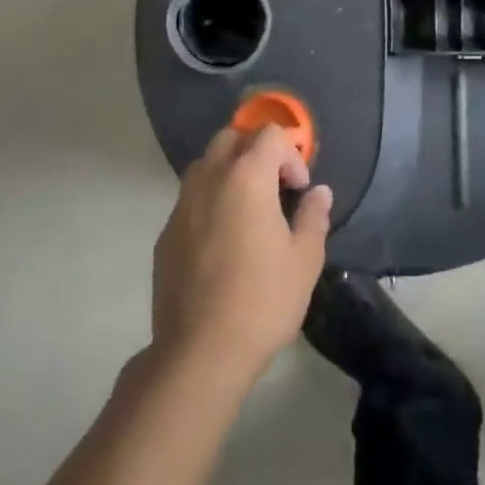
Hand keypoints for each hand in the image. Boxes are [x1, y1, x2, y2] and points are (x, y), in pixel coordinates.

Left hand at [151, 126, 332, 385]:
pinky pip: (190, 199)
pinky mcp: (166, 233)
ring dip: (229, 172)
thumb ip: (314, 216)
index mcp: (247, 177)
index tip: (299, 189)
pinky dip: (210, 202)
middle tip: (274, 187)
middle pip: (231, 138)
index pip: (269, 134)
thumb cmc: (262, 299)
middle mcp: (210, 179)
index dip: (290, 153)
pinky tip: (222, 242)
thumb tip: (318, 192)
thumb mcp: (304, 260)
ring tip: (248, 211)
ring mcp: (182, 205)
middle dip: (256, 151)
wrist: (200, 350)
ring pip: (206, 165)